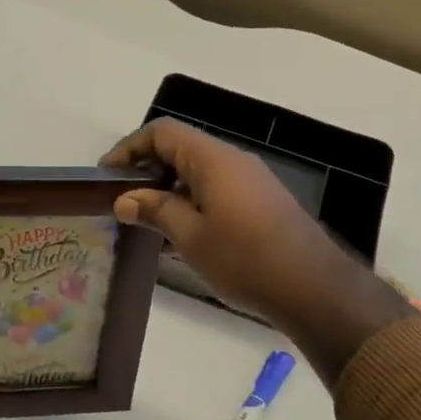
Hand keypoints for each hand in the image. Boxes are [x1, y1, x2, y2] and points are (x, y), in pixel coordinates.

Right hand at [100, 119, 411, 381]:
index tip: (107, 176)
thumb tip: (125, 199)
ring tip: (148, 222)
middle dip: (148, 170)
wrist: (313, 287)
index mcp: (213, 159)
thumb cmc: (245, 259)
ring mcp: (251, 180)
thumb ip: (155, 210)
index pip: (162, 132)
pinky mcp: (263, 201)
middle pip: (181, 148)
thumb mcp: (191, 237)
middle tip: (124, 201)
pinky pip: (218, 188)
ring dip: (170, 189)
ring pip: (199, 171)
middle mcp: (233, 160)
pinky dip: (193, 201)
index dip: (130, 148)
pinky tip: (183, 236)